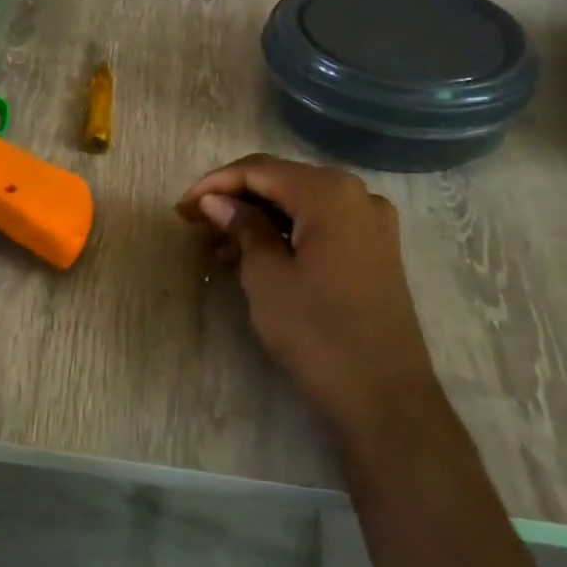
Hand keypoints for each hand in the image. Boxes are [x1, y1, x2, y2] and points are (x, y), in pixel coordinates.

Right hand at [177, 154, 438, 451]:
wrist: (384, 396)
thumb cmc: (317, 332)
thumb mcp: (266, 276)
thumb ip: (242, 226)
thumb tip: (216, 200)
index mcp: (329, 193)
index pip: (259, 170)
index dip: (215, 184)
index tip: (181, 209)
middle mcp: (357, 195)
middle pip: (282, 182)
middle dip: (235, 199)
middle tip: (195, 225)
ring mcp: (372, 223)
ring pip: (301, 205)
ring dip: (258, 218)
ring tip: (217, 246)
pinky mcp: (375, 250)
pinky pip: (322, 225)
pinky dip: (286, 233)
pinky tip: (256, 254)